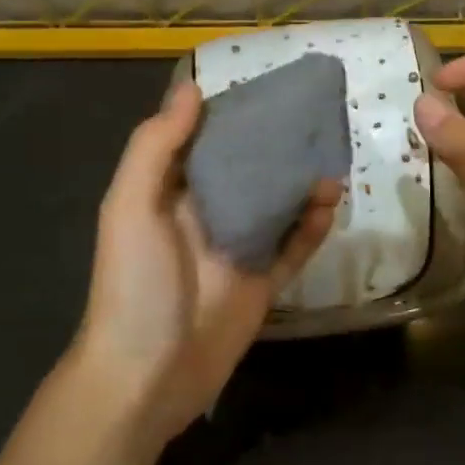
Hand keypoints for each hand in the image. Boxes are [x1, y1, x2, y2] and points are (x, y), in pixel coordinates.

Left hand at [73, 81, 340, 445]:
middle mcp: (206, 217)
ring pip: (277, 206)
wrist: (147, 376)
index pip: (205, 142)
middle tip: (317, 119)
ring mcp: (238, 250)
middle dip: (278, 147)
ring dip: (303, 184)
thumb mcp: (130, 207)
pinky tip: (332, 205)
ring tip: (334, 161)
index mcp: (170, 194)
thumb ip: (156, 148)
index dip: (233, 115)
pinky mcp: (264, 283)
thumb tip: (192, 90)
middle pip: (247, 171)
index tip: (269, 88)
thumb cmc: (135, 285)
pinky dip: (314, 227)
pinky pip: (294, 248)